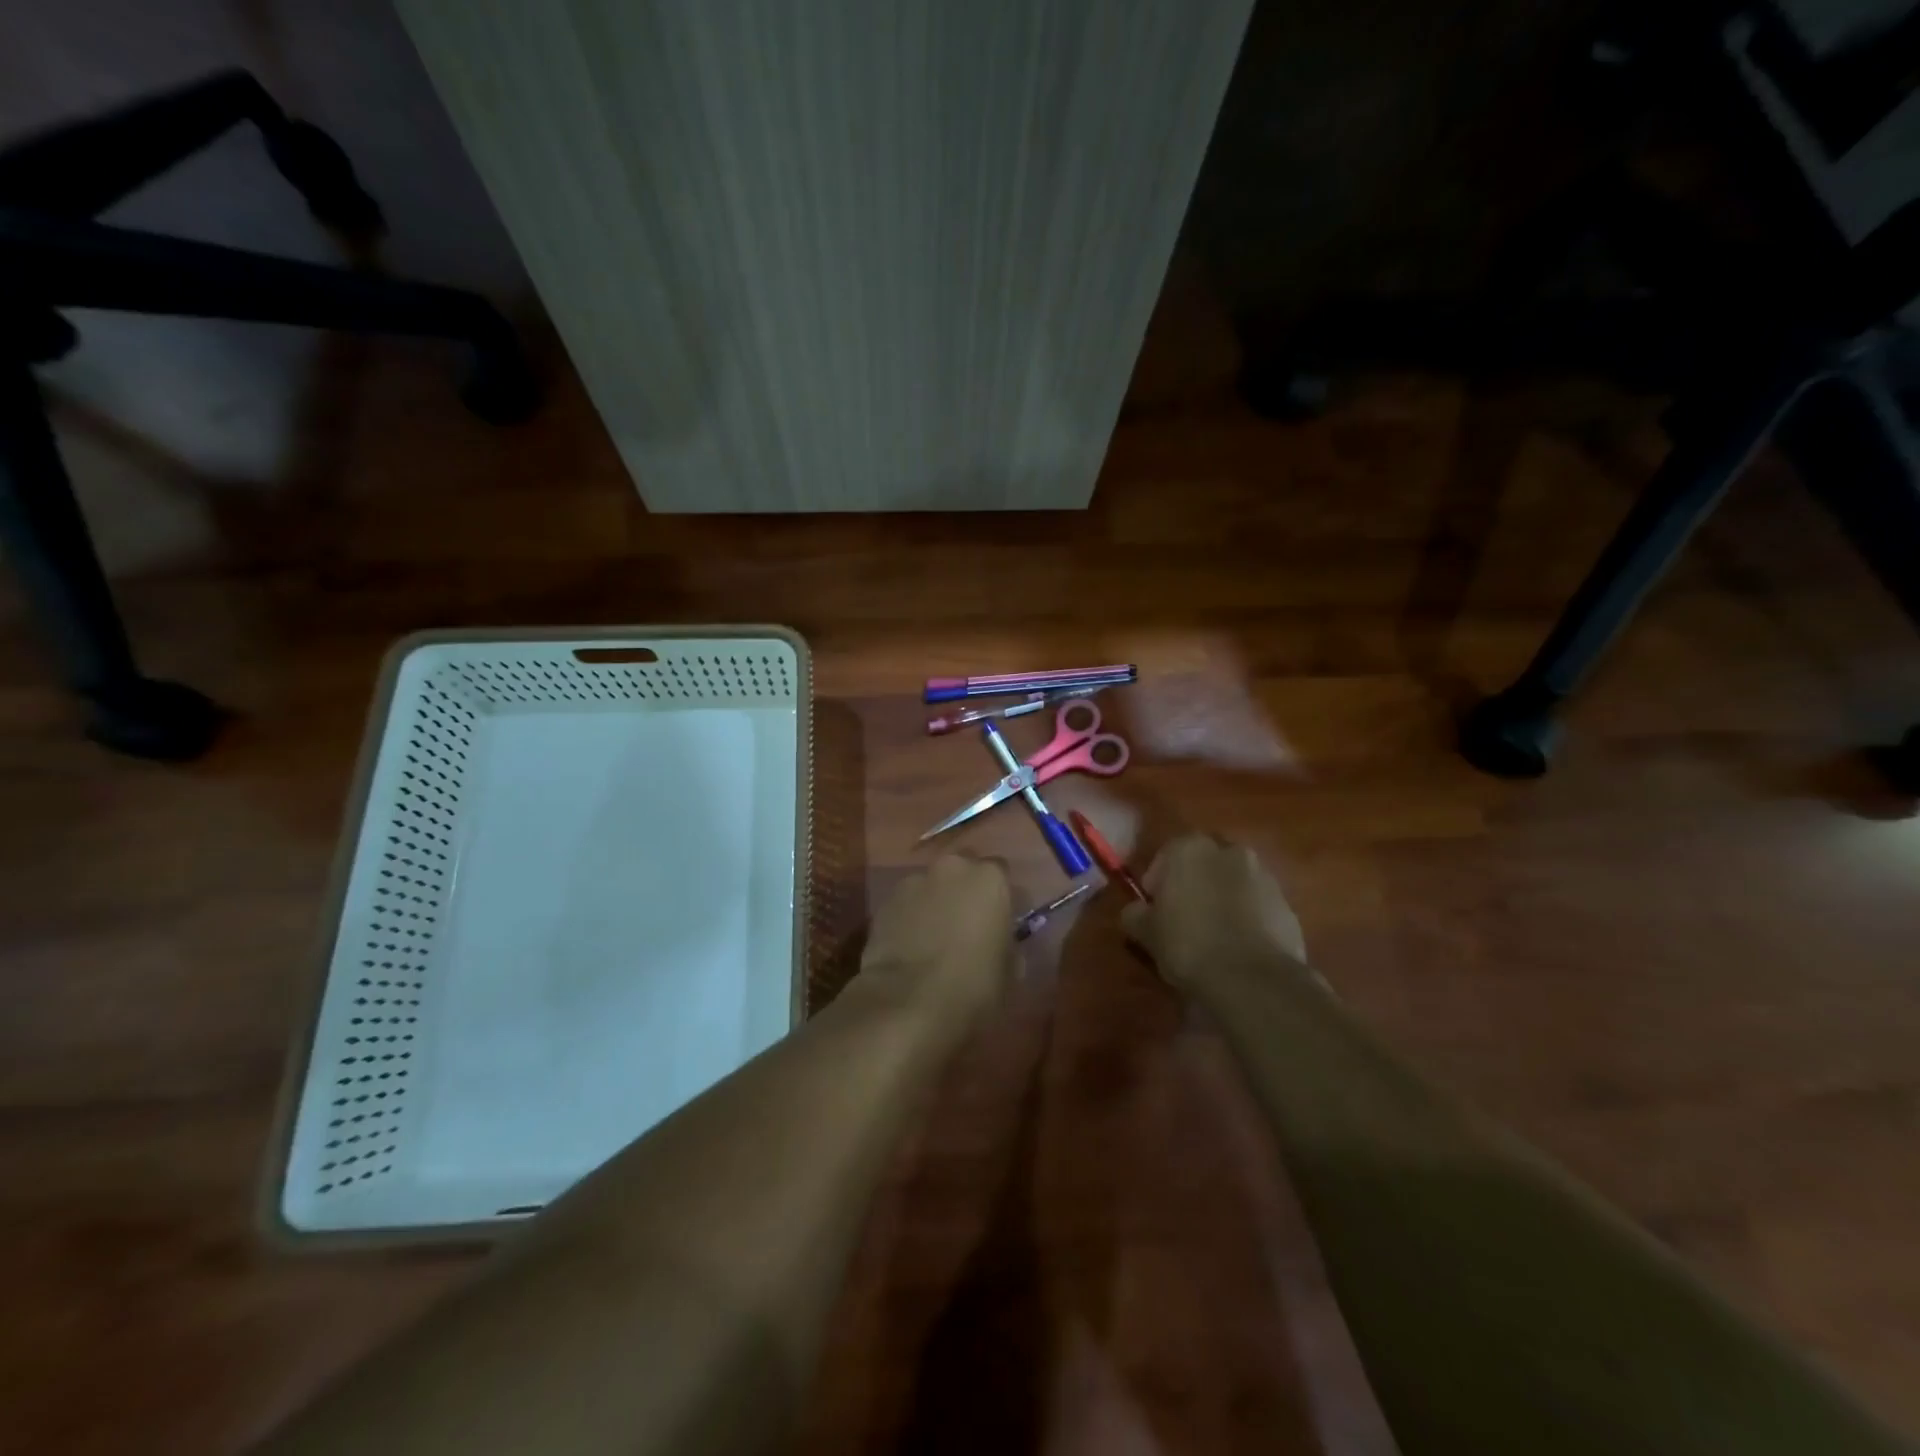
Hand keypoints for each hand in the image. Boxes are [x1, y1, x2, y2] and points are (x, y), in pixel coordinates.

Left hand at [856, 855, 1013, 1026]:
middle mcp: (952, 868)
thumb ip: (1007, 943)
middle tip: (966, 925)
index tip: (998, 920)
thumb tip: (1001, 941)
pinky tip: (910, 947)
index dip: (999, 897)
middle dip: (964, 891)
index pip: (1001, 874)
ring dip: (935, 903)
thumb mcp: (1010, 971)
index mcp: (989, 878)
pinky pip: (905, 905)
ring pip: (930, 886)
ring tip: (933, 939)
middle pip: (962, 871)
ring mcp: (913, 882)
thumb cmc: (973, 986)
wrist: (908, 1003)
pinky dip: (909, 918)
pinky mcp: (884, 903)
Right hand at [1121, 834, 1308, 990]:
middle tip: (1184, 920)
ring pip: (1233, 884)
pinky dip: (1248, 919)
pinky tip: (1238, 949)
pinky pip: (1258, 906)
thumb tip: (1136, 911)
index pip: (1165, 857)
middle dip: (1194, 886)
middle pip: (1203, 865)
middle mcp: (1229, 851)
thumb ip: (1135, 914)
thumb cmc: (1188, 944)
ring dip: (1223, 901)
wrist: (1252, 980)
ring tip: (1214, 938)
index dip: (1158, 884)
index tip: (1155, 912)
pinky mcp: (1287, 904)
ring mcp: (1264, 876)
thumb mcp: (1145, 932)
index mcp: (1190, 848)